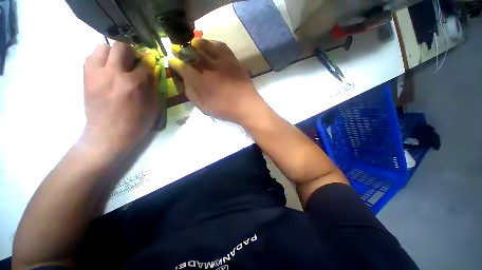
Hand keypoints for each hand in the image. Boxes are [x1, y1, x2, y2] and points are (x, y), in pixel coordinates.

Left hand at [83, 42, 159, 154]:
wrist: (104, 139)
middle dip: (127, 52)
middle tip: (127, 63)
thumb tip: (150, 66)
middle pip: (122, 46)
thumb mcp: (151, 109)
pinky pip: (90, 58)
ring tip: (111, 64)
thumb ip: (153, 85)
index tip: (143, 67)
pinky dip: (97, 60)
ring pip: (103, 47)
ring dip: (109, 53)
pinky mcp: (87, 79)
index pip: (143, 61)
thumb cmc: (130, 127)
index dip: (145, 63)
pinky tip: (101, 69)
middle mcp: (113, 75)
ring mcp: (97, 76)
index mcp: (132, 85)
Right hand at [169, 38, 265, 125]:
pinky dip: (213, 43)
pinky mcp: (233, 59)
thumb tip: (185, 79)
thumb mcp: (201, 105)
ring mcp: (223, 61)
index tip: (171, 59)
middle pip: (194, 53)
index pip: (184, 67)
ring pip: (208, 45)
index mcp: (201, 81)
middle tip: (178, 47)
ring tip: (192, 42)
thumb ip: (190, 91)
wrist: (246, 105)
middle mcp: (210, 67)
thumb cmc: (222, 108)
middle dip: (183, 49)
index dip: (176, 63)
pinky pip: (222, 46)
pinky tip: (210, 44)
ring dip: (198, 42)